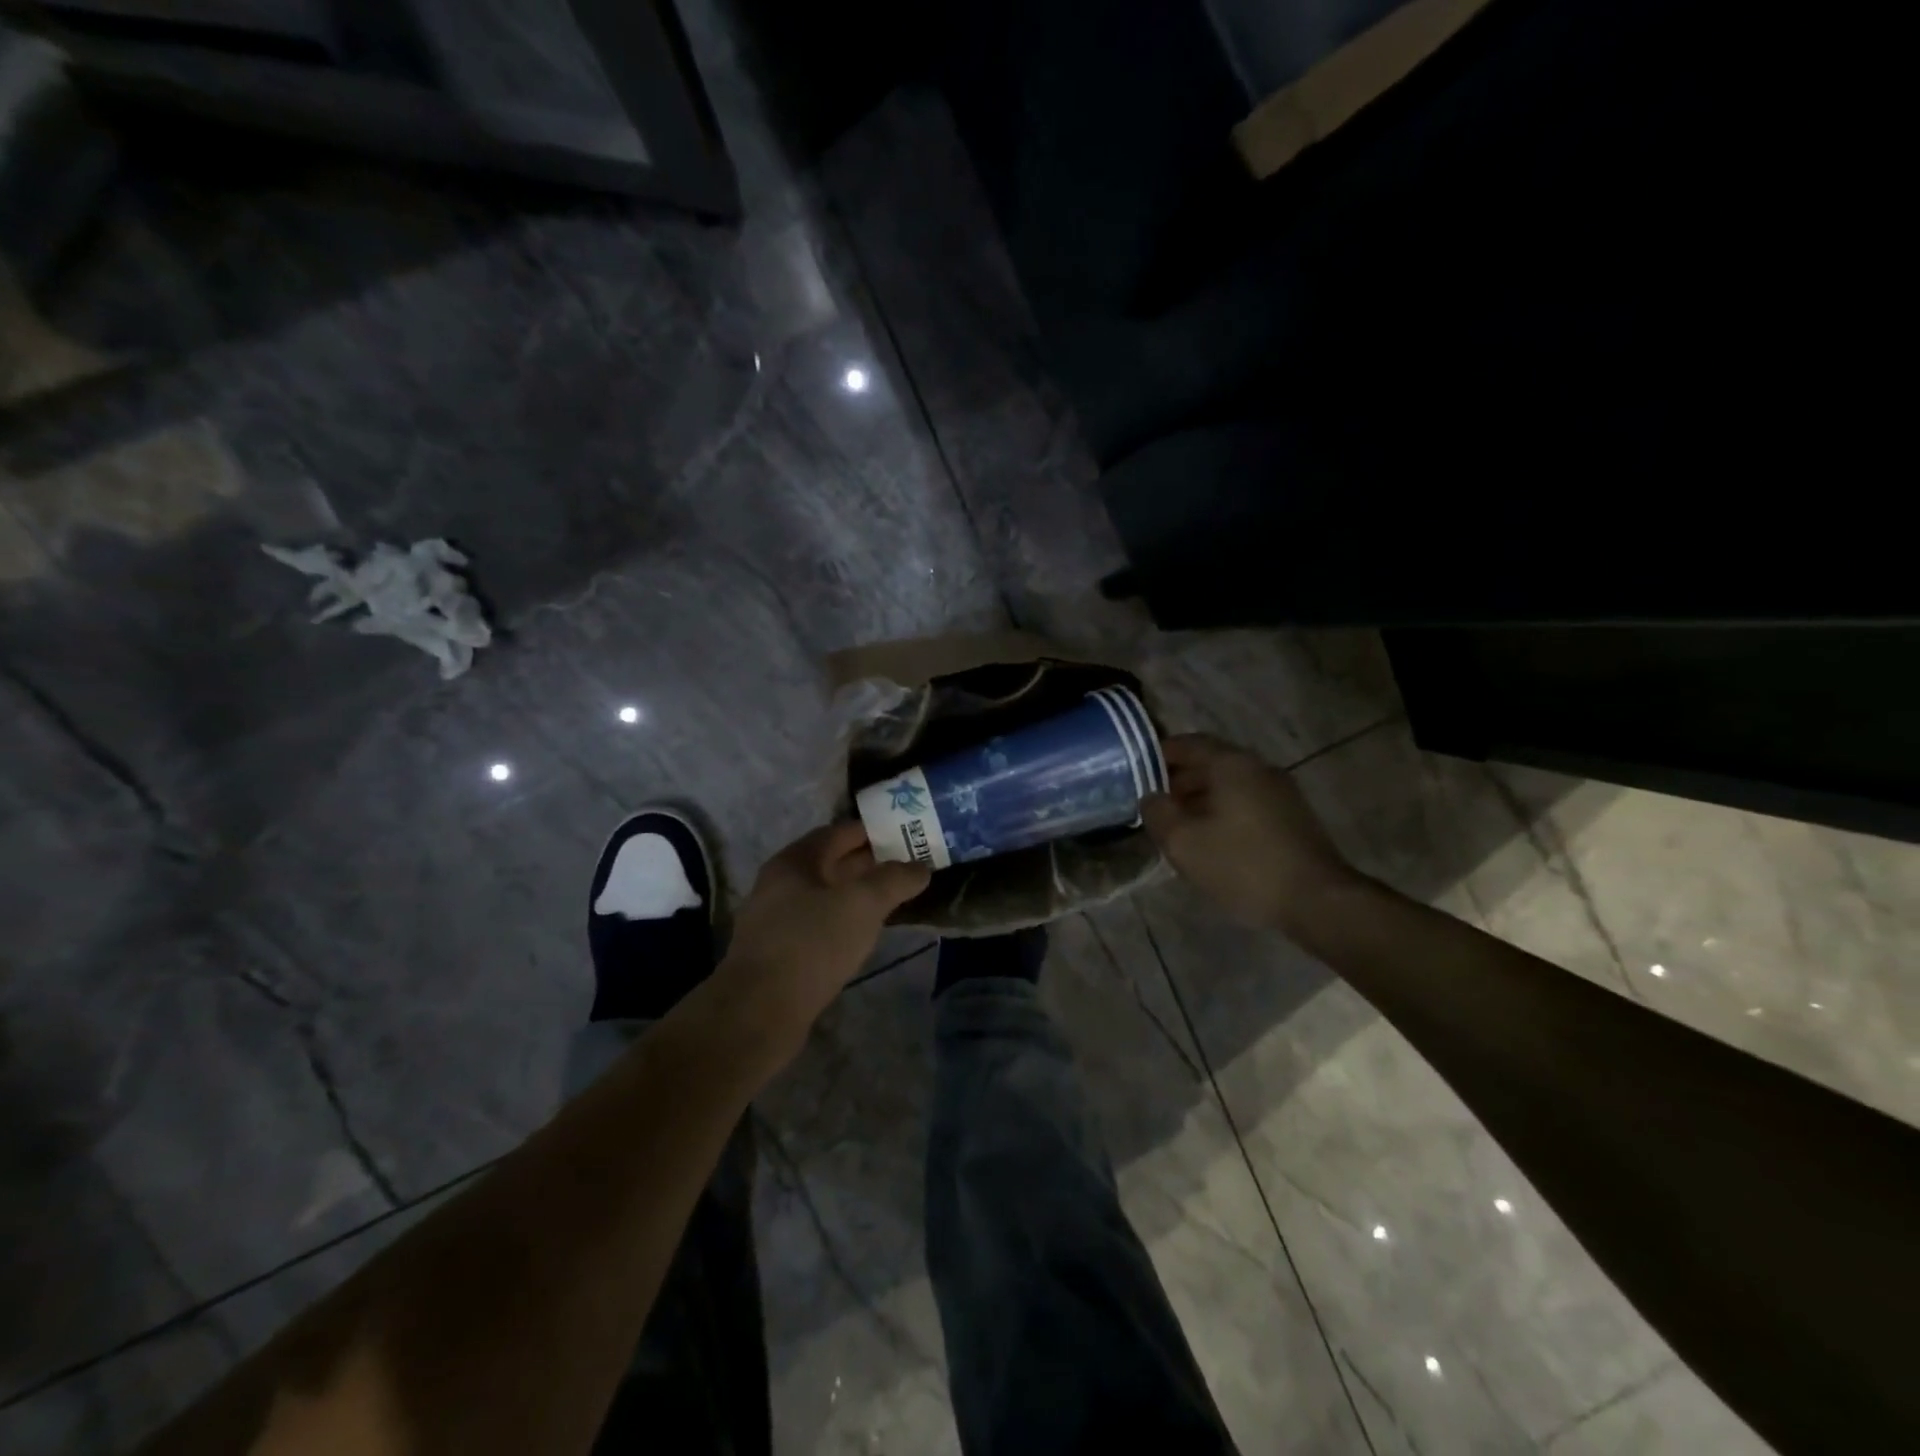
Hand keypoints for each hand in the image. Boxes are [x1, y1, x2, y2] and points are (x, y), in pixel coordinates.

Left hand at [712, 821, 930, 1061]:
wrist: (759, 1011)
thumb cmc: (812, 943)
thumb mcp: (862, 904)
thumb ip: (894, 880)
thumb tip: (921, 868)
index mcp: (795, 860)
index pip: (839, 832)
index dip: (873, 831)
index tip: (906, 835)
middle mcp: (780, 883)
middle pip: (831, 863)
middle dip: (869, 863)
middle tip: (907, 868)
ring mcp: (776, 920)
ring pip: (825, 896)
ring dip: (857, 895)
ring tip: (893, 900)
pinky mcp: (779, 952)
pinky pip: (818, 924)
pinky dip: (844, 921)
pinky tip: (864, 933)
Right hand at [1141, 734, 1361, 933]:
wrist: (1317, 900)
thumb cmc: (1243, 865)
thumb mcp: (1182, 842)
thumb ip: (1158, 813)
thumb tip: (1150, 798)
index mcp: (1230, 764)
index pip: (1186, 744)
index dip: (1157, 756)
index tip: (1135, 775)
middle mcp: (1257, 767)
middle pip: (1209, 763)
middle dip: (1177, 781)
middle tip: (1153, 806)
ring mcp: (1280, 790)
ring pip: (1229, 784)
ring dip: (1200, 799)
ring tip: (1178, 826)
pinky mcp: (1292, 816)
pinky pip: (1246, 802)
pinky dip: (1223, 812)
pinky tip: (1212, 841)